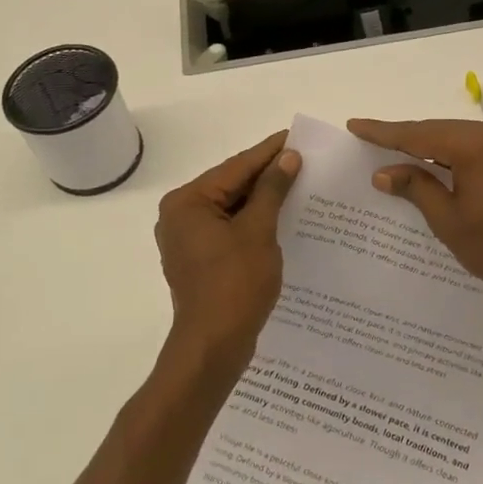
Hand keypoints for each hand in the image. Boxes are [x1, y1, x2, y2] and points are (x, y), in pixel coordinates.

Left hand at [154, 132, 300, 373]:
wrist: (213, 346)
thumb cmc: (235, 284)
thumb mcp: (258, 231)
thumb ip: (272, 190)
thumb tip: (288, 157)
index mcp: (187, 202)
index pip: (235, 168)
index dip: (268, 152)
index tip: (295, 137)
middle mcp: (180, 215)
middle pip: (230, 186)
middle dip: (266, 175)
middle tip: (302, 159)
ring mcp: (186, 239)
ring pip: (230, 208)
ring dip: (262, 199)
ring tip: (298, 184)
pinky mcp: (198, 259)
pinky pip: (228, 228)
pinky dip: (252, 221)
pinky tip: (280, 216)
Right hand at [346, 118, 482, 314]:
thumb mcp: (448, 221)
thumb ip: (415, 188)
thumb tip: (384, 172)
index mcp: (476, 145)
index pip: (419, 134)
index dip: (384, 133)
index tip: (355, 125)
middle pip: (437, 132)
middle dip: (404, 139)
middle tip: (368, 142)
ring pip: (455, 141)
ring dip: (426, 150)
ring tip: (392, 155)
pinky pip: (473, 150)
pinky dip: (449, 158)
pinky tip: (430, 169)